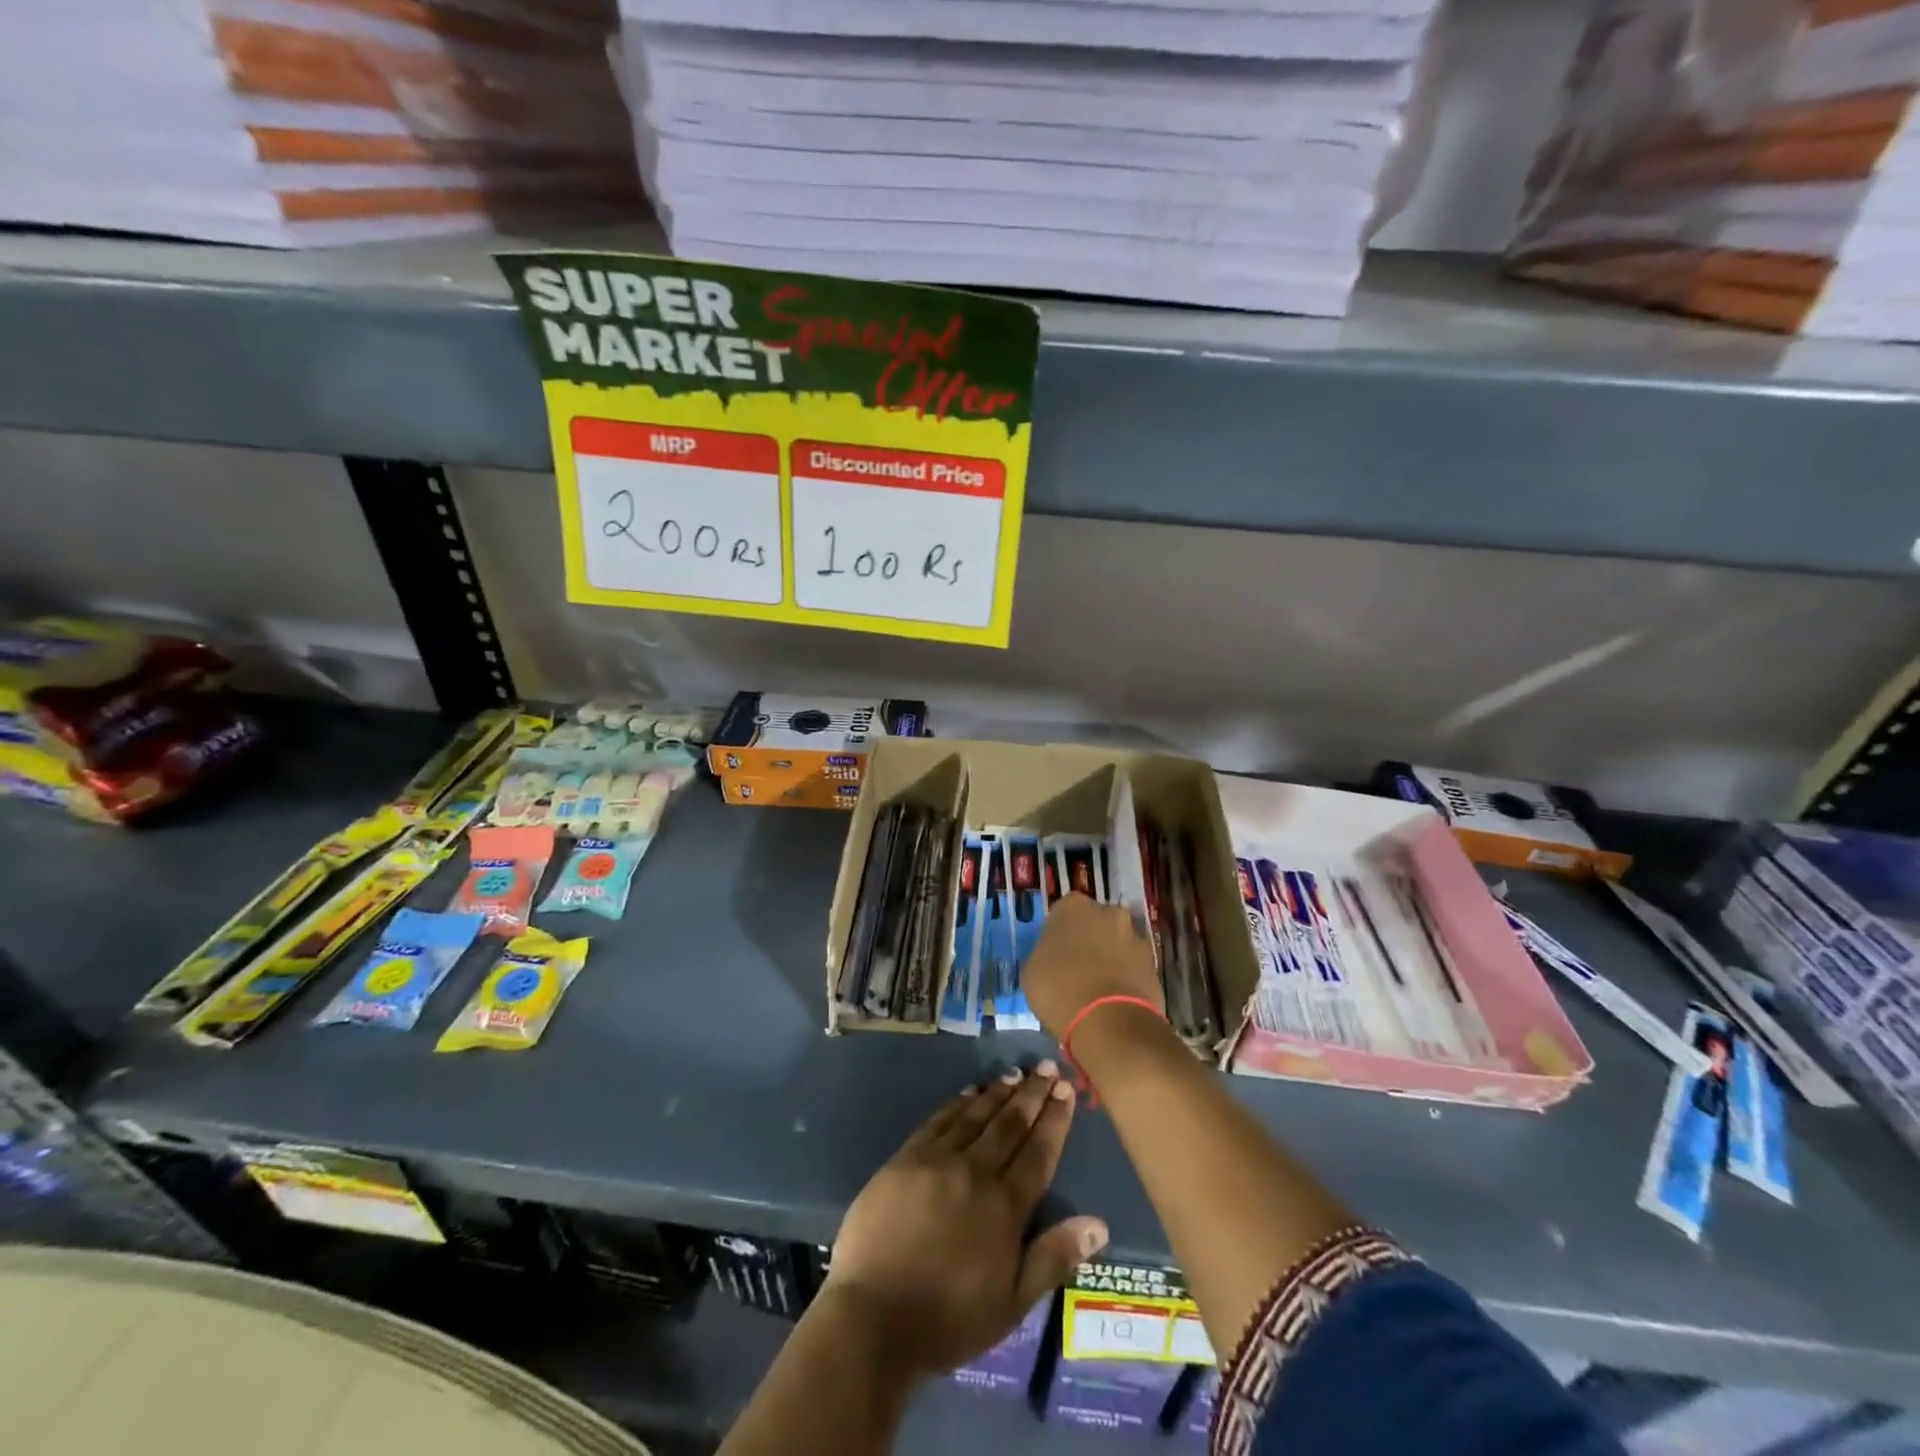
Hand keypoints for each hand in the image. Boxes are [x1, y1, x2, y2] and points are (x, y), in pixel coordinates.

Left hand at [823, 1062, 1108, 1377]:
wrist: (873, 1316)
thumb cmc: (948, 1319)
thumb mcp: (1012, 1305)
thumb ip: (1053, 1258)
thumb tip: (1099, 1224)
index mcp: (1005, 1206)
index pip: (1038, 1151)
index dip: (1055, 1119)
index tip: (1067, 1088)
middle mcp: (975, 1171)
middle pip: (1010, 1123)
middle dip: (1032, 1093)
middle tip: (1047, 1067)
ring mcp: (937, 1160)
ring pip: (976, 1115)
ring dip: (998, 1091)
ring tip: (1016, 1072)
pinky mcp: (905, 1158)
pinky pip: (939, 1120)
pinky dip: (958, 1102)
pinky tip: (969, 1091)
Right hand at [1022, 893, 1163, 1041]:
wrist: (1109, 1020)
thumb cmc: (1059, 989)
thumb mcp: (1032, 971)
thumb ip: (1044, 954)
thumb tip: (1052, 958)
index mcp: (1073, 906)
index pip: (1064, 911)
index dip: (1060, 933)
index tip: (1055, 953)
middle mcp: (1108, 912)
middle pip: (1096, 923)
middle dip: (1090, 940)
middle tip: (1078, 968)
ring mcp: (1135, 937)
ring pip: (1118, 944)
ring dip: (1111, 959)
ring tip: (1097, 990)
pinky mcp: (1154, 965)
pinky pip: (1134, 968)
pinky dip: (1126, 979)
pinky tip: (1114, 1001)